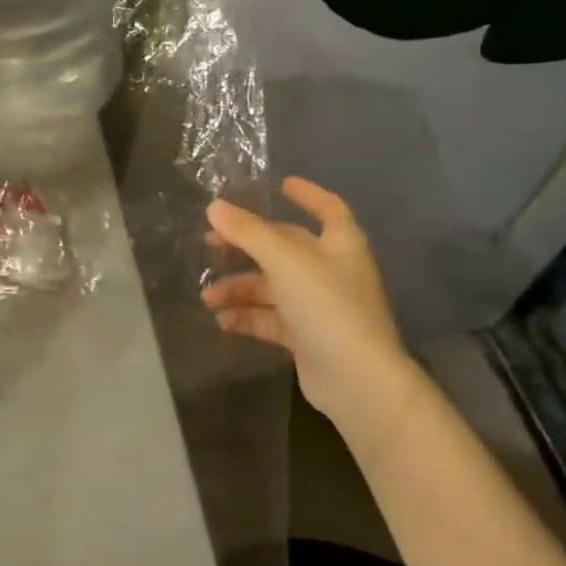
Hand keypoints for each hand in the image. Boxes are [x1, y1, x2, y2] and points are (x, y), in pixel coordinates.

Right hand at [201, 177, 410, 424]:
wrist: (357, 381)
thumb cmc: (328, 308)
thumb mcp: (285, 262)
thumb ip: (248, 233)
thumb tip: (213, 206)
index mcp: (340, 245)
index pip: (328, 209)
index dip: (307, 195)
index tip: (280, 185)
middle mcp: (331, 272)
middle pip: (285, 248)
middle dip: (247, 246)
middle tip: (210, 243)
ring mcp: (319, 307)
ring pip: (272, 287)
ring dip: (239, 288)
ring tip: (208, 296)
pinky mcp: (306, 337)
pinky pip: (270, 319)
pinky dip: (247, 317)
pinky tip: (222, 320)